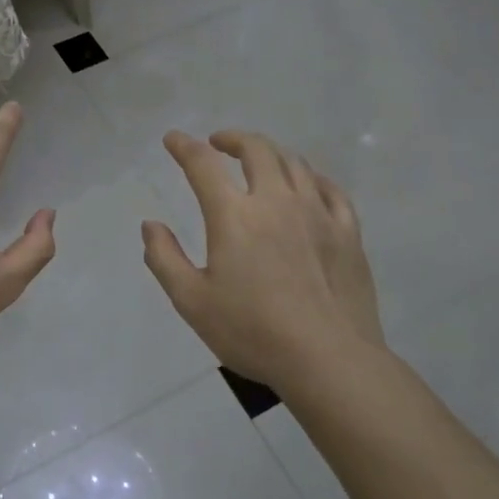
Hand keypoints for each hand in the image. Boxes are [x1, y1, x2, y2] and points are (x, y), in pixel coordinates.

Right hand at [142, 130, 384, 392]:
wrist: (330, 360)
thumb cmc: (253, 332)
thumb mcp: (192, 301)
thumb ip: (164, 258)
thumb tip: (150, 225)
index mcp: (234, 215)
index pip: (203, 164)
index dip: (184, 146)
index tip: (173, 139)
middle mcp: (276, 201)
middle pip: (256, 149)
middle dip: (233, 139)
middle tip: (219, 143)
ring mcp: (317, 213)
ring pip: (294, 163)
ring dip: (270, 153)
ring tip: (259, 160)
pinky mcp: (347, 232)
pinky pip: (330, 189)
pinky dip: (312, 177)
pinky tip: (307, 185)